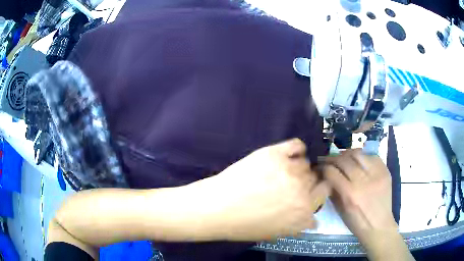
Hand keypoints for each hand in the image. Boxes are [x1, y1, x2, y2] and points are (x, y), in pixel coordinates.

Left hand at [198, 139, 329, 240]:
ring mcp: (291, 170)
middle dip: (306, 181)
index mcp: (305, 211)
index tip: (310, 191)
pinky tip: (287, 155)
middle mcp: (303, 190)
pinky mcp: (276, 153)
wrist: (219, 208)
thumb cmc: (246, 225)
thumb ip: (301, 224)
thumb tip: (314, 219)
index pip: (324, 192)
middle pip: (314, 177)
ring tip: (282, 172)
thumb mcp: (279, 232)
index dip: (317, 191)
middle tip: (291, 184)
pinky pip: (297, 145)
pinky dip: (296, 149)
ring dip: (298, 168)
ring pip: (305, 163)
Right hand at [323, 149, 413, 260]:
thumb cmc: (357, 223)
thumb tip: (325, 176)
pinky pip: (372, 156)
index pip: (332, 172)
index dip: (323, 167)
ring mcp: (376, 174)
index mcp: (350, 194)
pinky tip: (359, 161)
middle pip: (344, 160)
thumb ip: (333, 192)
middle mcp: (363, 181)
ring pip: (358, 154)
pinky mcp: (385, 171)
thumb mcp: (341, 211)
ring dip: (347, 154)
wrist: (379, 225)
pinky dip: (363, 156)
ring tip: (343, 157)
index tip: (320, 166)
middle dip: (333, 158)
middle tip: (328, 159)